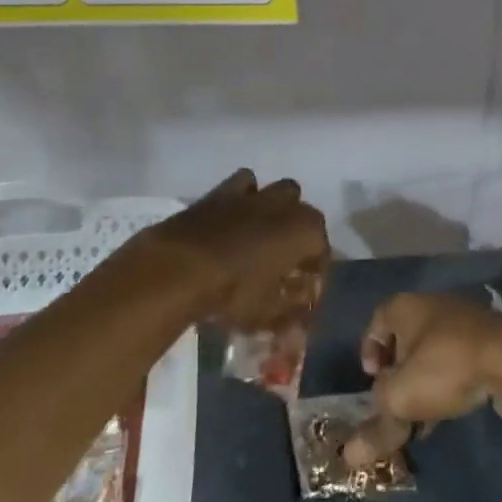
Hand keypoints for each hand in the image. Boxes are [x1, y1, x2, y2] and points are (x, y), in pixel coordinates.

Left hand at [139, 170, 329, 331]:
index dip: (316, 271)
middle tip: (286, 260)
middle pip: (304, 214)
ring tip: (263, 234)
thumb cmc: (233, 292)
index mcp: (306, 231)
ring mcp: (254, 194)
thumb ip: (291, 312)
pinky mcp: (222, 191)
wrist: (180, 266)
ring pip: (278, 191)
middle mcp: (286, 205)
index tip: (305, 290)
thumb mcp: (267, 313)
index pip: (322, 249)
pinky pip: (243, 185)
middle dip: (300, 233)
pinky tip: (235, 218)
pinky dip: (244, 197)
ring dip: (277, 209)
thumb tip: (301, 316)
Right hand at [342, 292, 501, 466]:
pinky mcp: (488, 342)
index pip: (376, 322)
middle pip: (405, 339)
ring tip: (422, 418)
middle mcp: (432, 306)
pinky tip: (450, 413)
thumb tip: (349, 457)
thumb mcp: (402, 399)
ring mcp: (463, 322)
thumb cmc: (447, 367)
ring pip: (432, 354)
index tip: (372, 383)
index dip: (369, 351)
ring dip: (423, 383)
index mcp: (405, 307)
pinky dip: (449, 384)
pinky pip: (457, 362)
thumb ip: (376, 426)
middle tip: (395, 405)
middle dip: (397, 374)